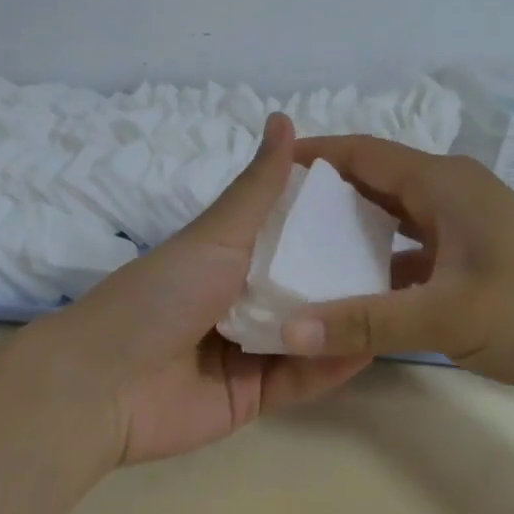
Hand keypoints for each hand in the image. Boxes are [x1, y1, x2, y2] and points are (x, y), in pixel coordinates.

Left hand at [20, 114, 373, 465]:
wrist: (105, 385)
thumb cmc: (160, 295)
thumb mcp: (215, 236)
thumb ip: (257, 188)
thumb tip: (283, 117)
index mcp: (226, 258)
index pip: (288, 235)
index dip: (328, 222)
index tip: (381, 207)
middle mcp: (239, 301)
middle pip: (303, 286)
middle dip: (346, 274)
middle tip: (407, 258)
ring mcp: (248, 351)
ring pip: (309, 332)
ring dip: (347, 318)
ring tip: (403, 300)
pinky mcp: (254, 396)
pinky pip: (302, 378)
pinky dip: (333, 364)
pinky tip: (373, 343)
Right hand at [277, 137, 513, 406]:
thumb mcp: (446, 318)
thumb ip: (363, 322)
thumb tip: (286, 328)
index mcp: (443, 183)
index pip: (362, 153)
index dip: (313, 156)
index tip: (266, 170)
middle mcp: (451, 193)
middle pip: (373, 181)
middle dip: (324, 196)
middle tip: (272, 219)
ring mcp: (465, 226)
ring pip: (392, 217)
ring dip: (350, 231)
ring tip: (299, 252)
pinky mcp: (473, 257)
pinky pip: (411, 248)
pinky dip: (379, 262)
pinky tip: (351, 289)